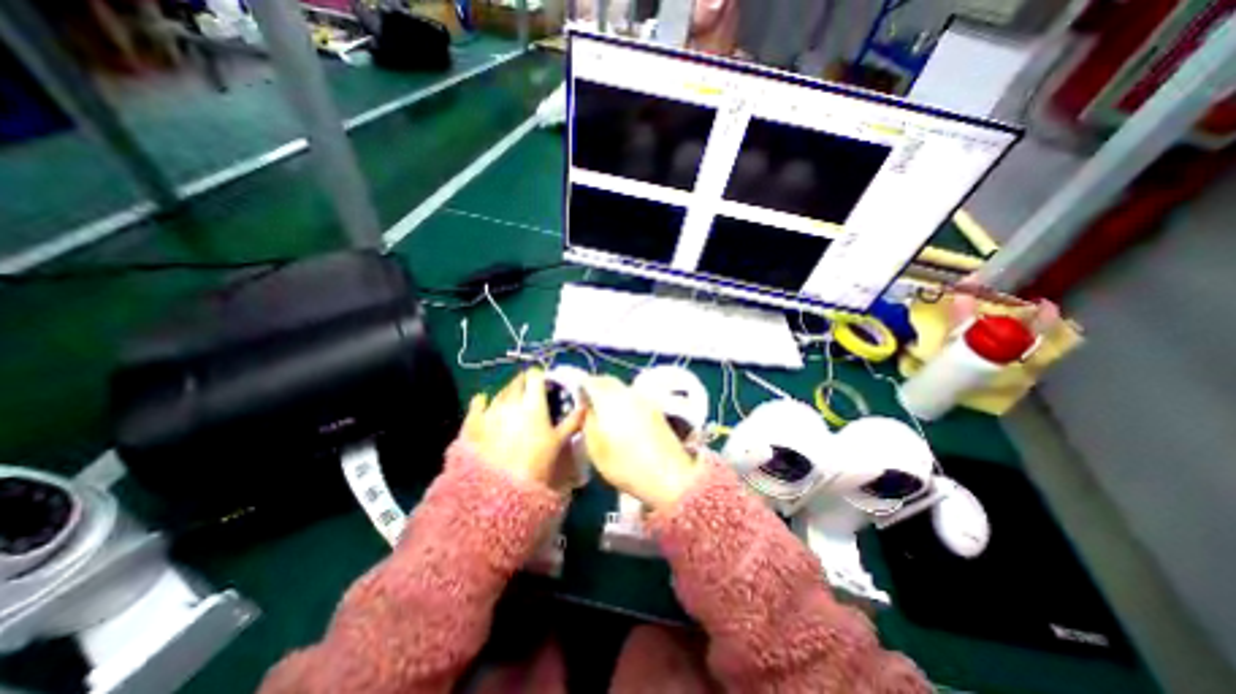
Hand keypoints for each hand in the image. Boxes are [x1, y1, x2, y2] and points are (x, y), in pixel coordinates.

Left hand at [462, 370, 585, 486]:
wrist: (499, 490)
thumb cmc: (536, 464)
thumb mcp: (559, 443)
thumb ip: (573, 421)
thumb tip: (585, 406)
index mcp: (533, 403)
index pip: (535, 376)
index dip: (539, 376)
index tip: (544, 383)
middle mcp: (511, 401)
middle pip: (517, 381)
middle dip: (524, 383)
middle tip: (530, 392)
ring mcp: (490, 410)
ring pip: (500, 391)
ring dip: (508, 392)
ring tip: (513, 402)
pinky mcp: (473, 421)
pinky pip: (477, 403)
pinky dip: (483, 400)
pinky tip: (484, 402)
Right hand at [582, 373, 698, 508]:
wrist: (670, 476)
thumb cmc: (626, 465)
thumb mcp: (596, 448)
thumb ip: (588, 422)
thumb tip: (587, 406)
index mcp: (610, 399)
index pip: (591, 381)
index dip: (582, 386)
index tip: (576, 397)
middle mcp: (628, 393)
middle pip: (608, 381)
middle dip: (596, 388)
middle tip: (588, 403)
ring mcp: (645, 399)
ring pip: (622, 389)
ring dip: (611, 394)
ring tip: (605, 413)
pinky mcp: (656, 409)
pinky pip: (634, 398)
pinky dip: (624, 402)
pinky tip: (623, 420)